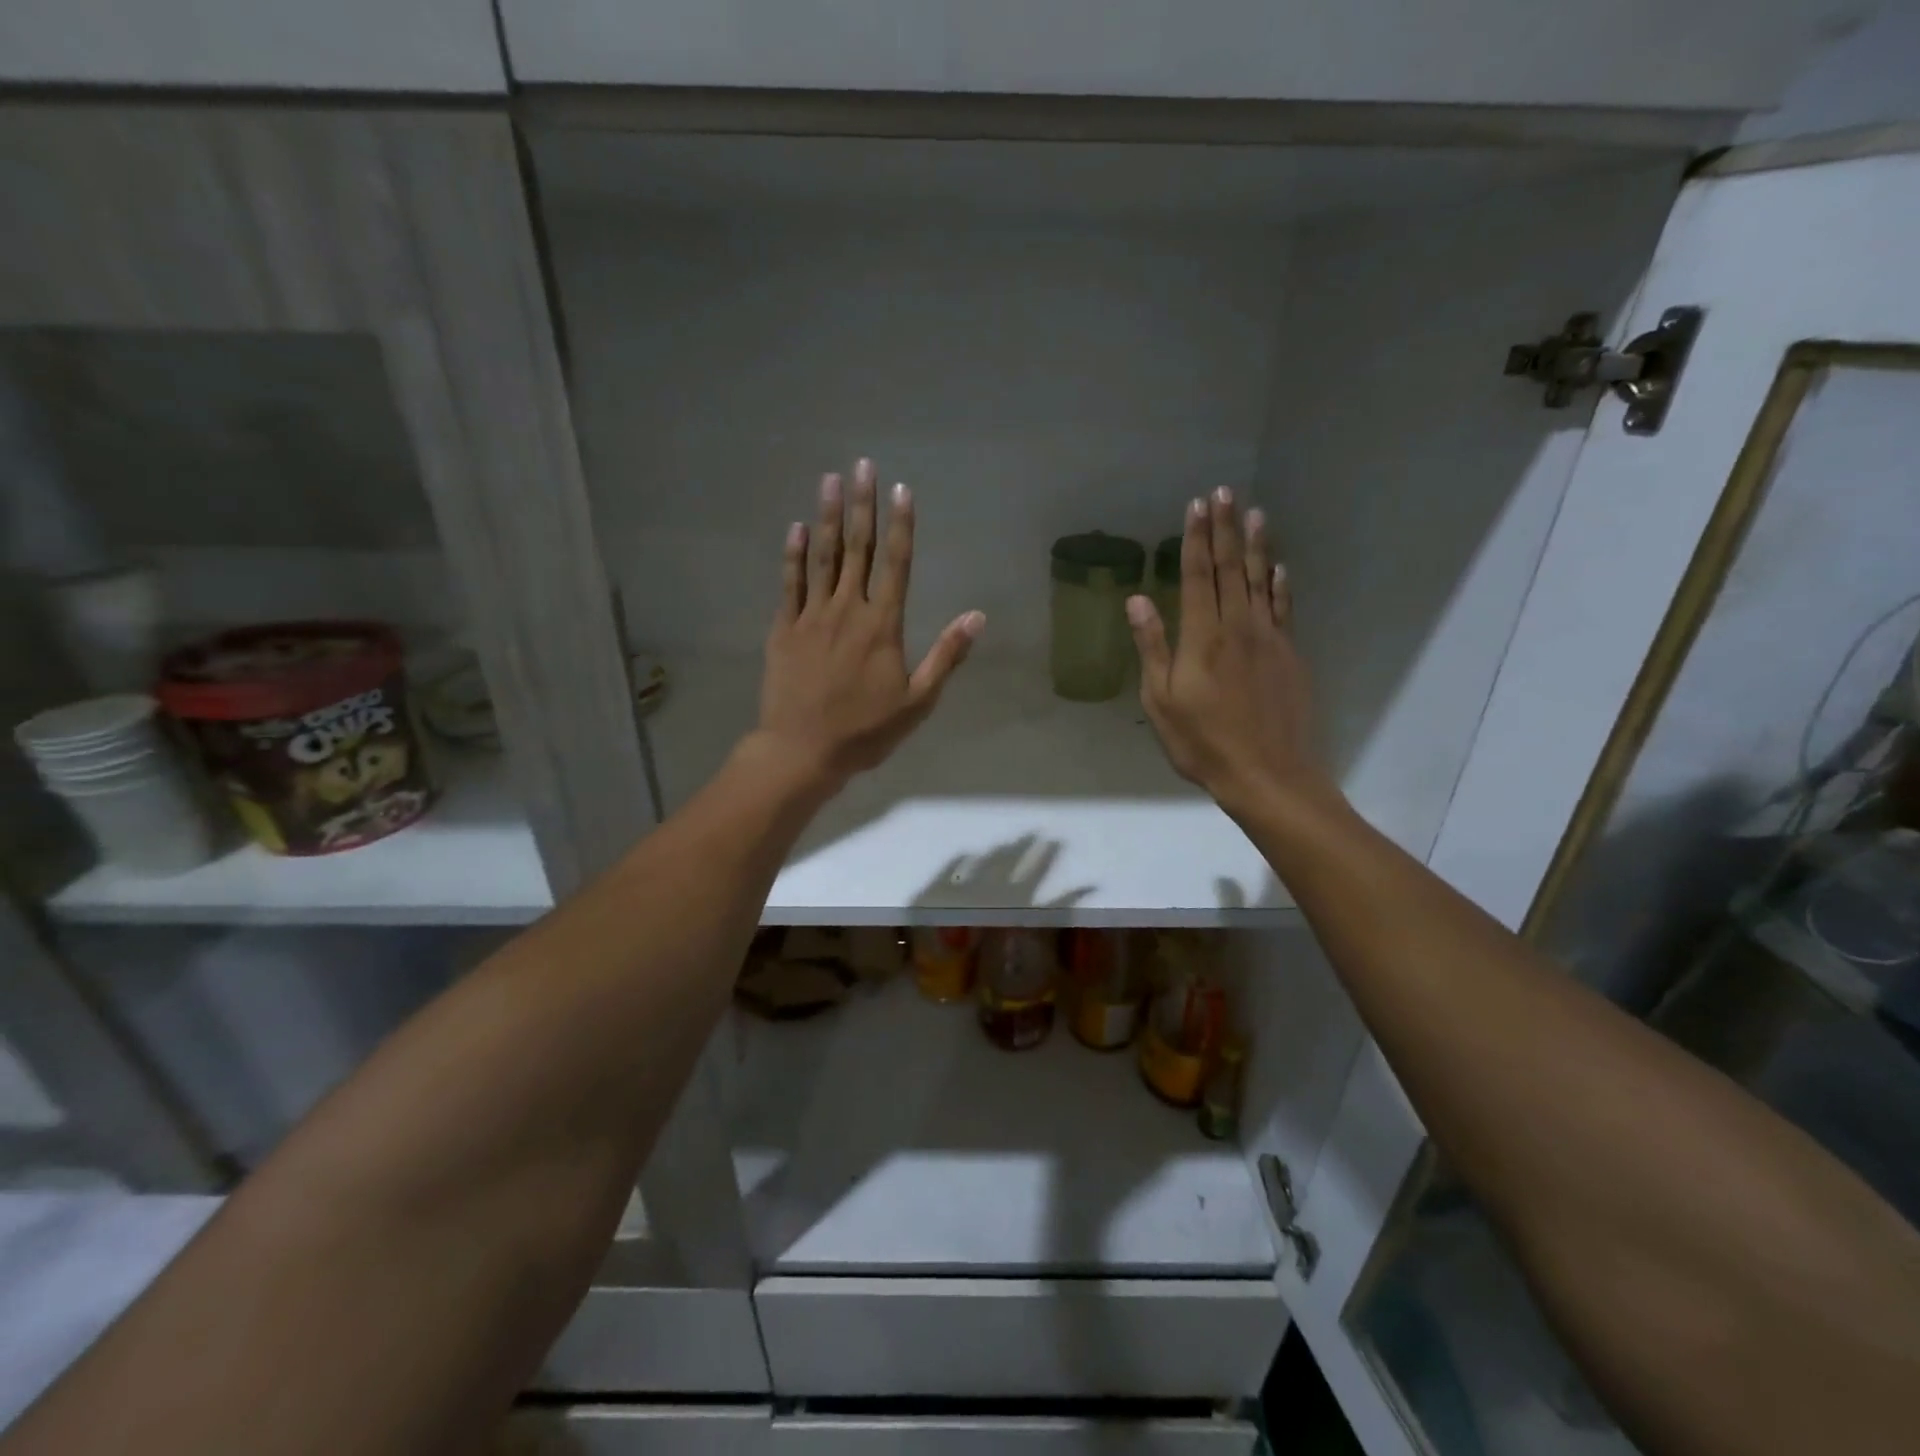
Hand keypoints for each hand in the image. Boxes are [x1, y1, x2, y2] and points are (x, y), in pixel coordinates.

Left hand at [755, 459, 984, 793]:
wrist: (802, 751)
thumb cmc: (865, 730)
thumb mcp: (918, 701)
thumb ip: (946, 656)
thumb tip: (976, 616)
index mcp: (882, 625)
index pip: (896, 564)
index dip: (901, 525)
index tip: (903, 490)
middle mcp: (847, 610)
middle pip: (858, 549)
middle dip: (863, 505)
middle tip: (863, 465)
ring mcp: (811, 617)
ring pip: (823, 558)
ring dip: (829, 518)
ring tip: (830, 481)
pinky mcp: (783, 629)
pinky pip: (789, 584)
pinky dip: (793, 555)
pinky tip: (796, 528)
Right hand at [1127, 488, 1330, 816]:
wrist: (1267, 774)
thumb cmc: (1202, 742)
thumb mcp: (1162, 700)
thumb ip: (1153, 646)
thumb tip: (1137, 600)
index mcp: (1202, 636)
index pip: (1198, 575)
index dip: (1196, 538)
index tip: (1197, 505)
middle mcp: (1238, 626)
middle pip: (1230, 568)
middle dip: (1225, 529)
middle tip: (1225, 493)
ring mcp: (1268, 638)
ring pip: (1261, 580)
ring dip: (1255, 545)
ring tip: (1255, 513)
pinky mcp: (1288, 654)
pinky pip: (1284, 608)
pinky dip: (1281, 584)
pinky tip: (1280, 567)